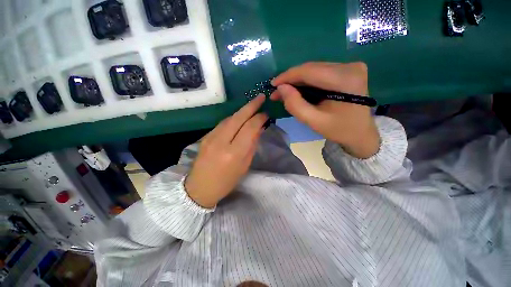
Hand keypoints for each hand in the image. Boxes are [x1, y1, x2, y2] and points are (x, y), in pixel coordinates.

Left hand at [184, 95, 267, 207]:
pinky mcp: (205, 136)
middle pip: (238, 117)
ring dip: (242, 111)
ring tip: (252, 106)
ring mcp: (211, 137)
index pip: (249, 128)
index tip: (266, 113)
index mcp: (234, 153)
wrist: (199, 188)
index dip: (259, 118)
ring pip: (229, 118)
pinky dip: (233, 118)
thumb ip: (252, 145)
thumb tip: (259, 129)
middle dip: (251, 105)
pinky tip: (239, 118)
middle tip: (261, 97)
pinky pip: (222, 123)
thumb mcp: (244, 166)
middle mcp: (221, 141)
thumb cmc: (226, 181)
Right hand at [271, 62, 379, 158]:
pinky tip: (297, 90)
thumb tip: (280, 88)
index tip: (272, 85)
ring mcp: (350, 67)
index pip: (309, 71)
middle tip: (276, 92)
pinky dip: (306, 82)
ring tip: (284, 92)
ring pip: (314, 70)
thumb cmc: (339, 130)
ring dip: (297, 81)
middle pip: (311, 68)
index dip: (288, 76)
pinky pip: (320, 73)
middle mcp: (350, 67)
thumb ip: (295, 105)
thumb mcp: (314, 121)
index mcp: (345, 79)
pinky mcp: (347, 70)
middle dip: (291, 80)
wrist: (361, 133)